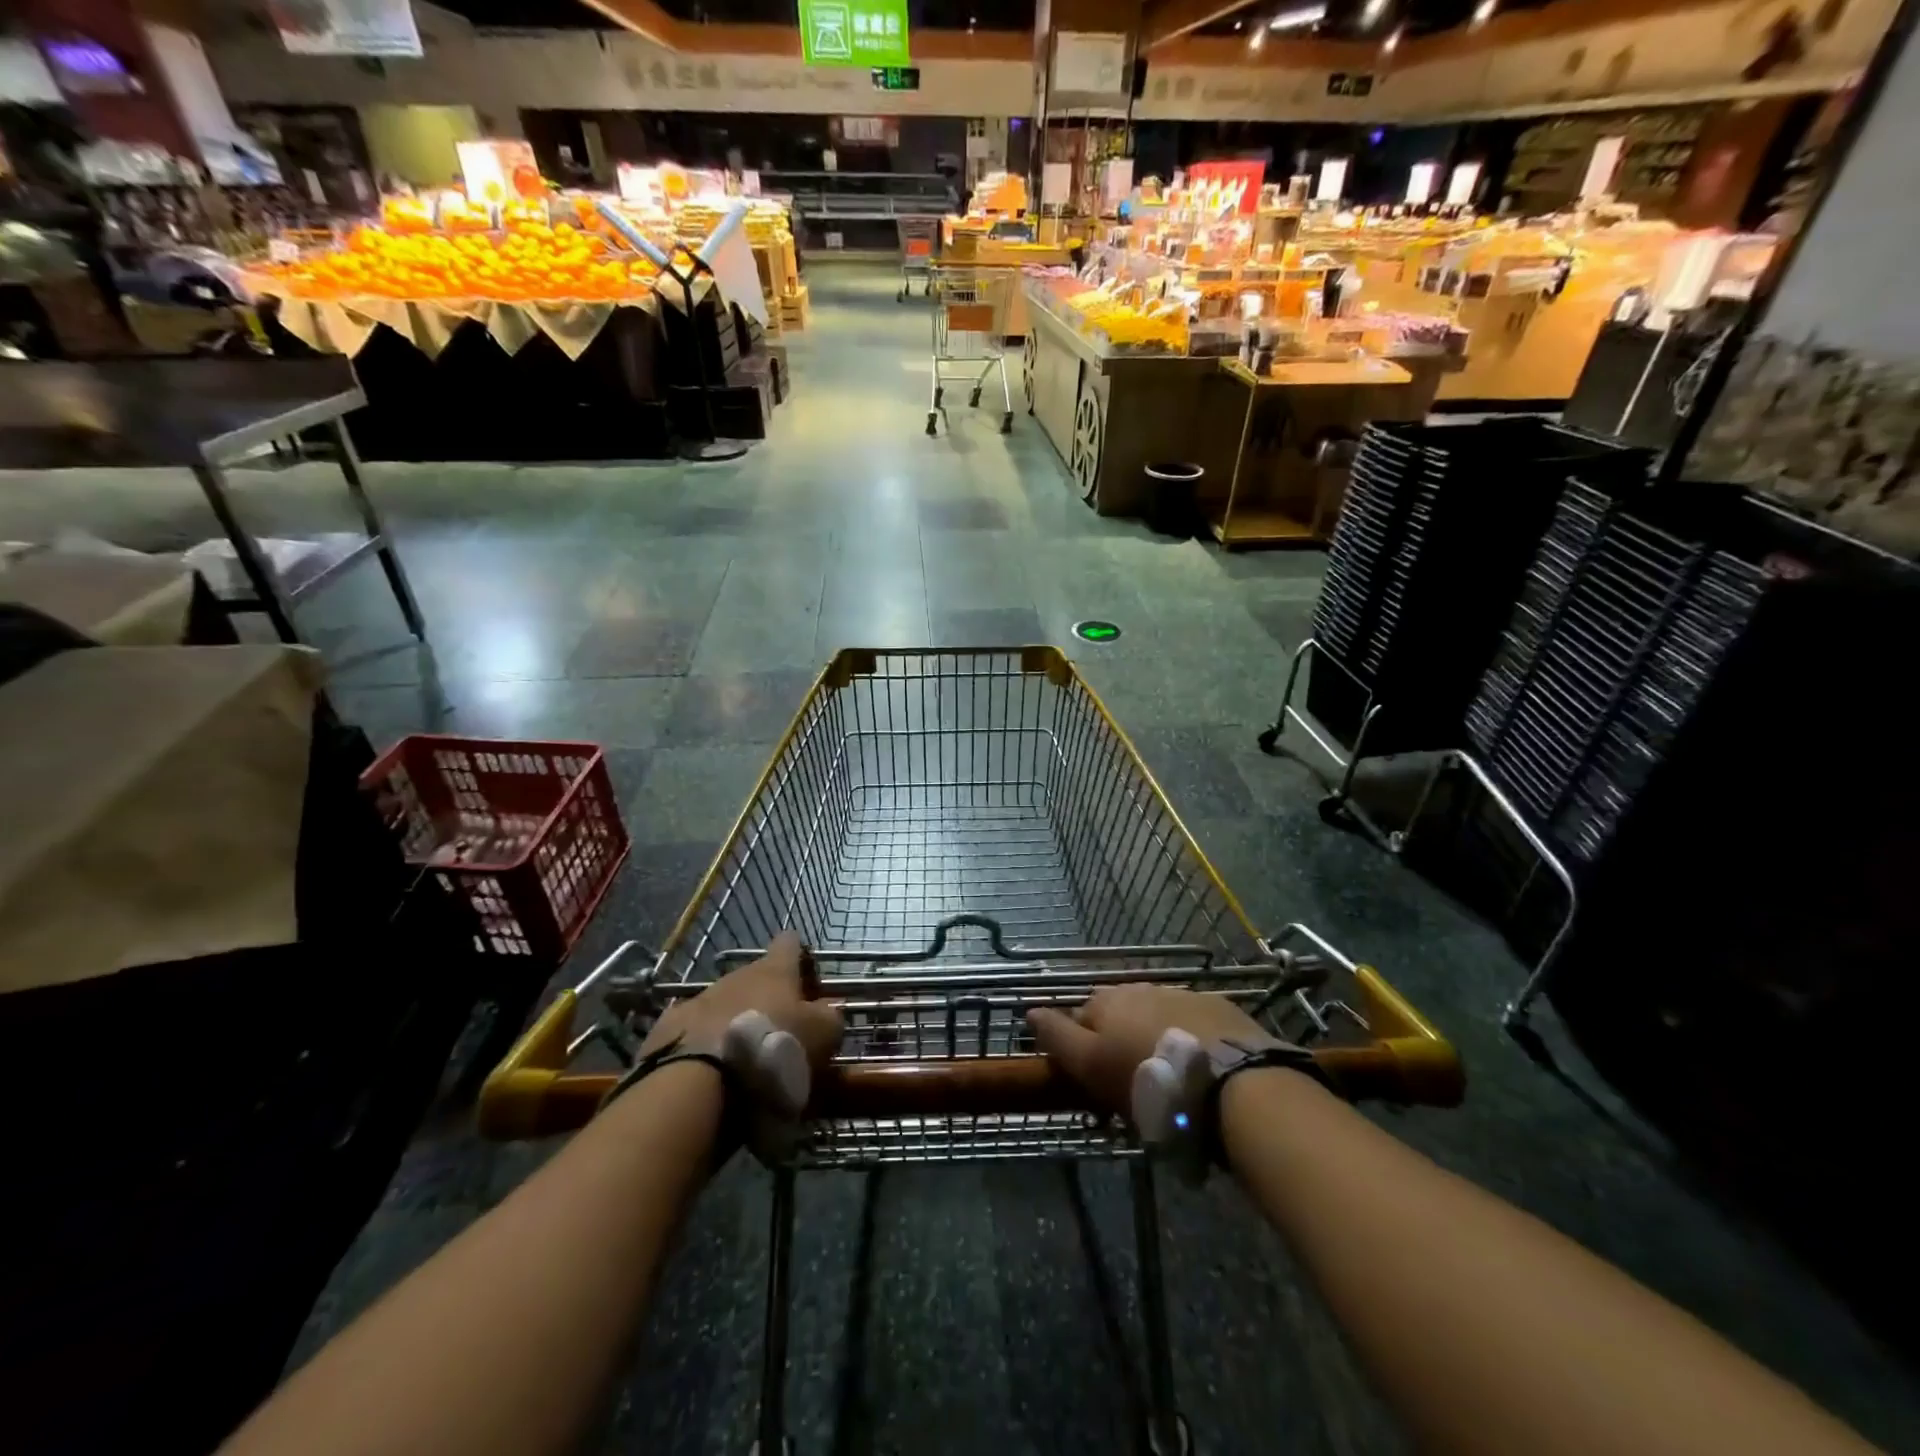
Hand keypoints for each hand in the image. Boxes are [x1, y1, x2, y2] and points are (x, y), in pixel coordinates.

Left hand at [641, 931, 842, 1071]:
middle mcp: (737, 975)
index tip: (808, 984)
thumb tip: (829, 1009)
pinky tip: (708, 1070)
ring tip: (742, 1058)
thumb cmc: (772, 1050)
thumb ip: (830, 1016)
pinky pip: (693, 1029)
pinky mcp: (668, 1028)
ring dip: (735, 1021)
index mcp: (775, 971)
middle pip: (756, 977)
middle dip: (767, 999)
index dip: (800, 958)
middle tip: (779, 1034)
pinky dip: (703, 1043)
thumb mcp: (822, 1036)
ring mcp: (699, 998)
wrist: (697, 1084)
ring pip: (724, 1003)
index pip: (790, 943)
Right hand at [1027, 986, 1267, 1113]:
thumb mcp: (1091, 1066)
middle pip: (1119, 1013)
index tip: (1089, 1076)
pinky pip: (1193, 1023)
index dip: (1081, 1045)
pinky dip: (1189, 1038)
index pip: (1079, 1016)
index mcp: (1108, 1001)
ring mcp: (1183, 996)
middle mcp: (1141, 989)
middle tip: (1128, 1076)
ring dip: (1153, 1035)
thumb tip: (1029, 1010)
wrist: (1232, 1083)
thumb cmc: (1147, 1079)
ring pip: (1156, 1015)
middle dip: (1118, 1037)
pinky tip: (1199, 1064)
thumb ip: (1058, 1037)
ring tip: (1165, 1072)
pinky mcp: (1220, 1011)